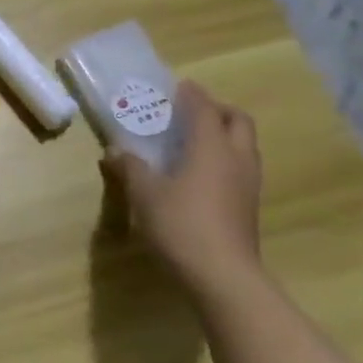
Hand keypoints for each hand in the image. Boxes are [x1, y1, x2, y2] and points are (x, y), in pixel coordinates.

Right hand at [101, 81, 261, 295]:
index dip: (191, 95)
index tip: (178, 86)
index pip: (204, 108)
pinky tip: (200, 173)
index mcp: (211, 147)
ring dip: (223, 134)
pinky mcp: (248, 205)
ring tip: (193, 141)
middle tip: (190, 112)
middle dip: (216, 110)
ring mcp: (248, 183)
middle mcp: (236, 158)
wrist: (222, 275)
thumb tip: (115, 151)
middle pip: (237, 120)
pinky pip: (240, 166)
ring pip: (243, 144)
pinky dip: (223, 157)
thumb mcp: (144, 194)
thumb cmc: (180, 224)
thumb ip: (130, 168)